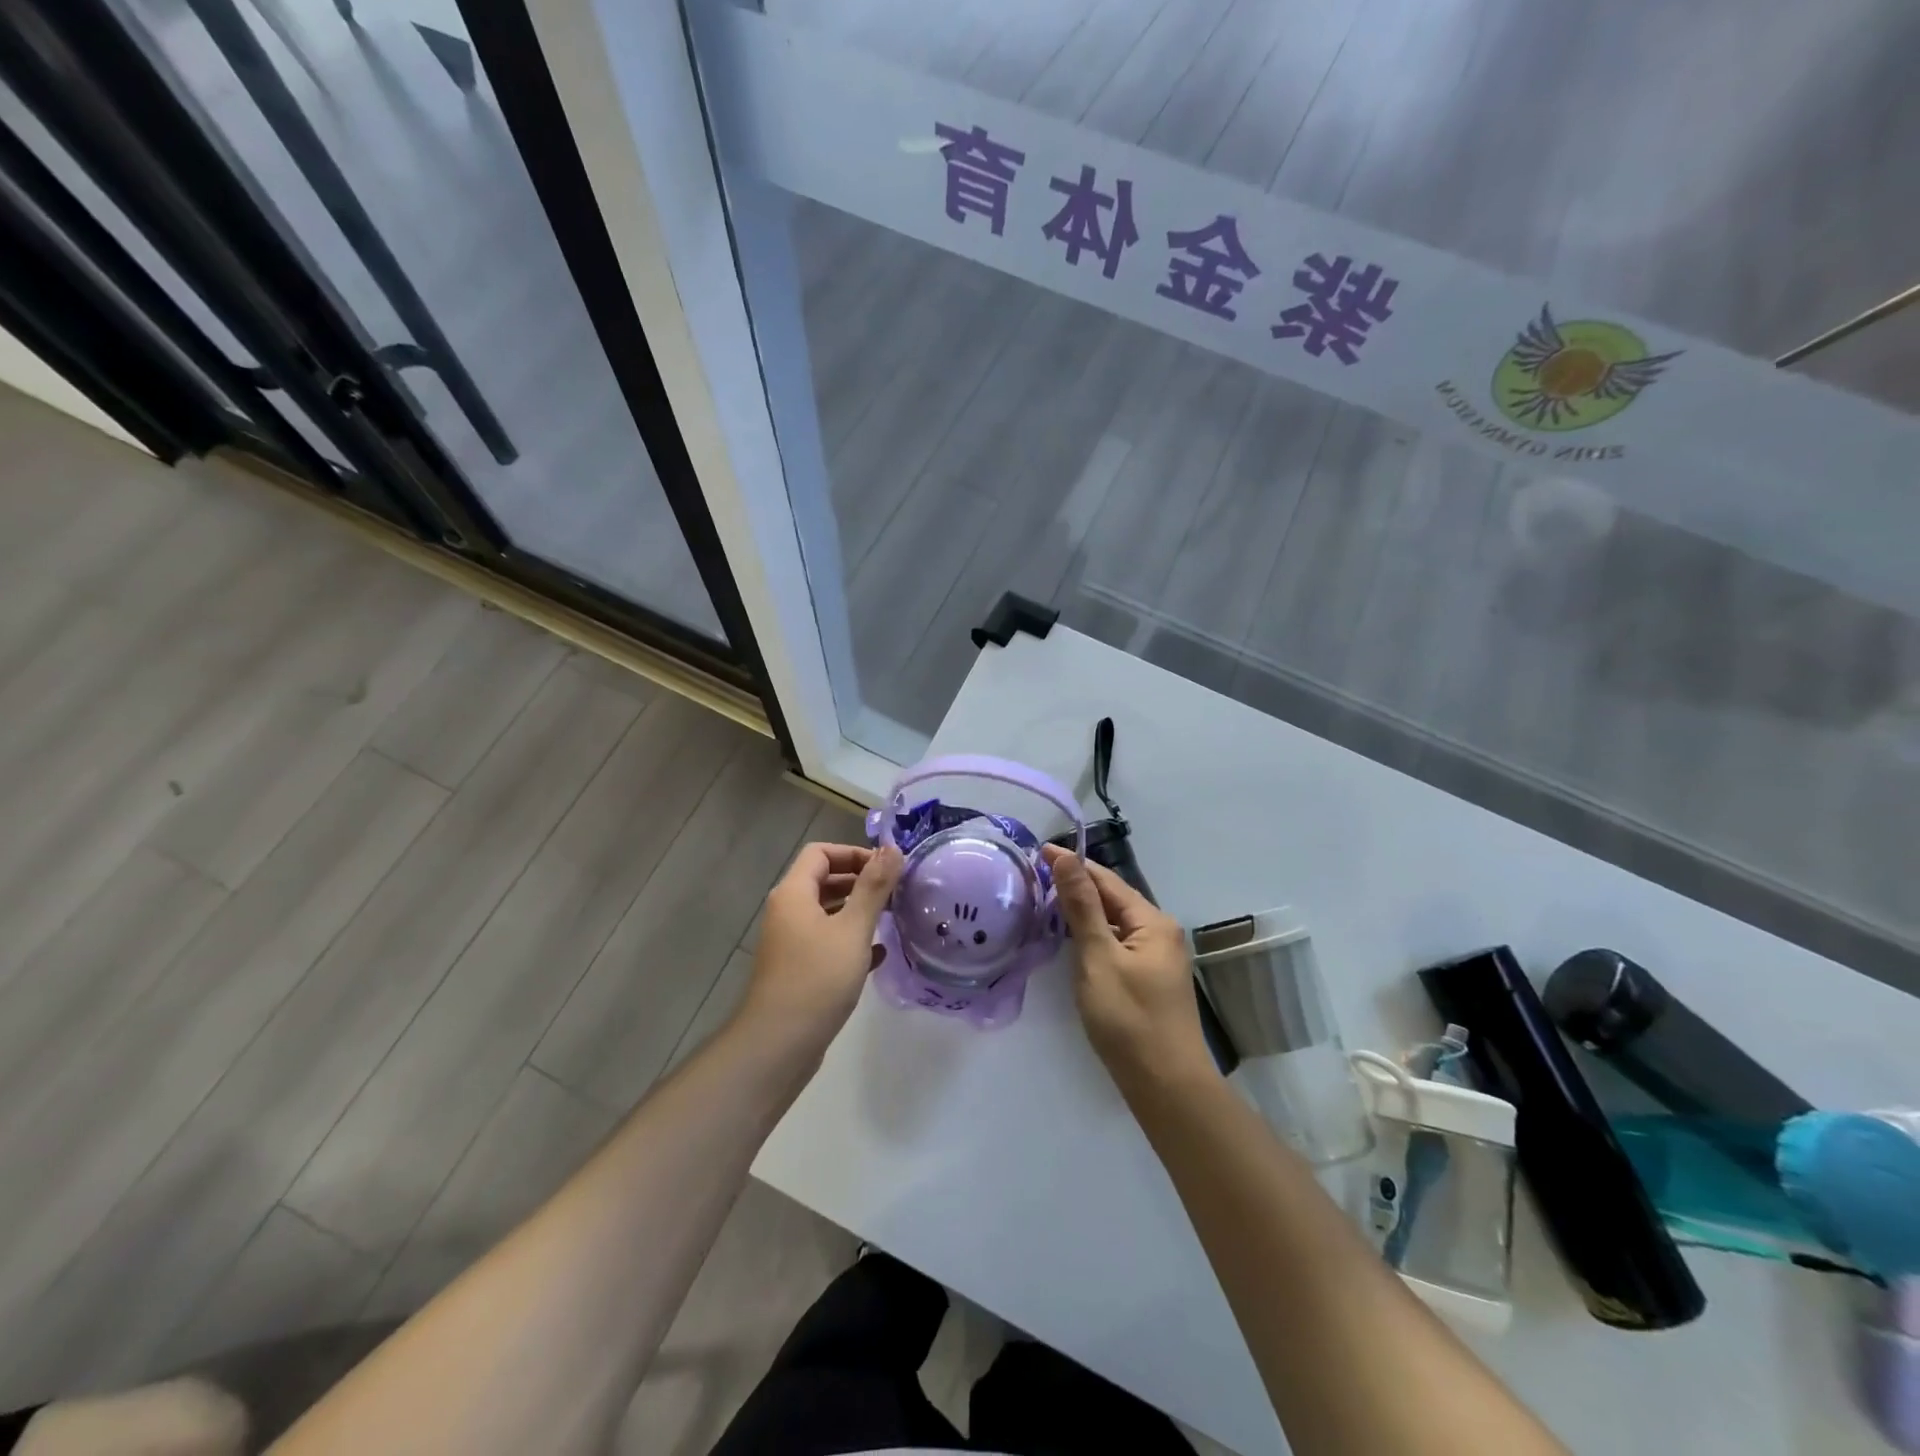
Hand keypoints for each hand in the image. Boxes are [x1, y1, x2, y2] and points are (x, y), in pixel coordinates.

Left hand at [738, 841, 902, 1055]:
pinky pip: (827, 943)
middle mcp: (787, 912)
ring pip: (827, 913)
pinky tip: (878, 956)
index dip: (853, 853)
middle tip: (895, 893)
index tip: (886, 869)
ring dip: (857, 911)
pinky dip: (850, 941)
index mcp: (793, 894)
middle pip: (823, 880)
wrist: (779, 1045)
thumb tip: (892, 848)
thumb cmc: (817, 978)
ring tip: (891, 919)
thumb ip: (874, 887)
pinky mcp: (798, 970)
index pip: (821, 853)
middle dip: (859, 882)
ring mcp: (791, 942)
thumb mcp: (853, 929)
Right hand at [1042, 845, 1213, 1091]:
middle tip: (1036, 877)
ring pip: (1115, 923)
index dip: (1072, 865)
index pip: (1106, 880)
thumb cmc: (1129, 1019)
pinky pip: (1118, 944)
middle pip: (1113, 899)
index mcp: (1153, 922)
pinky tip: (1073, 941)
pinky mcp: (1150, 980)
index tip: (1037, 852)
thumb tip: (1066, 858)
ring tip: (1046, 903)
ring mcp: (1158, 959)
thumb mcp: (1098, 958)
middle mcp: (1161, 933)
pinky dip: (1094, 936)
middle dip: (1077, 886)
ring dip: (1084, 912)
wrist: (1166, 1086)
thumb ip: (1081, 907)